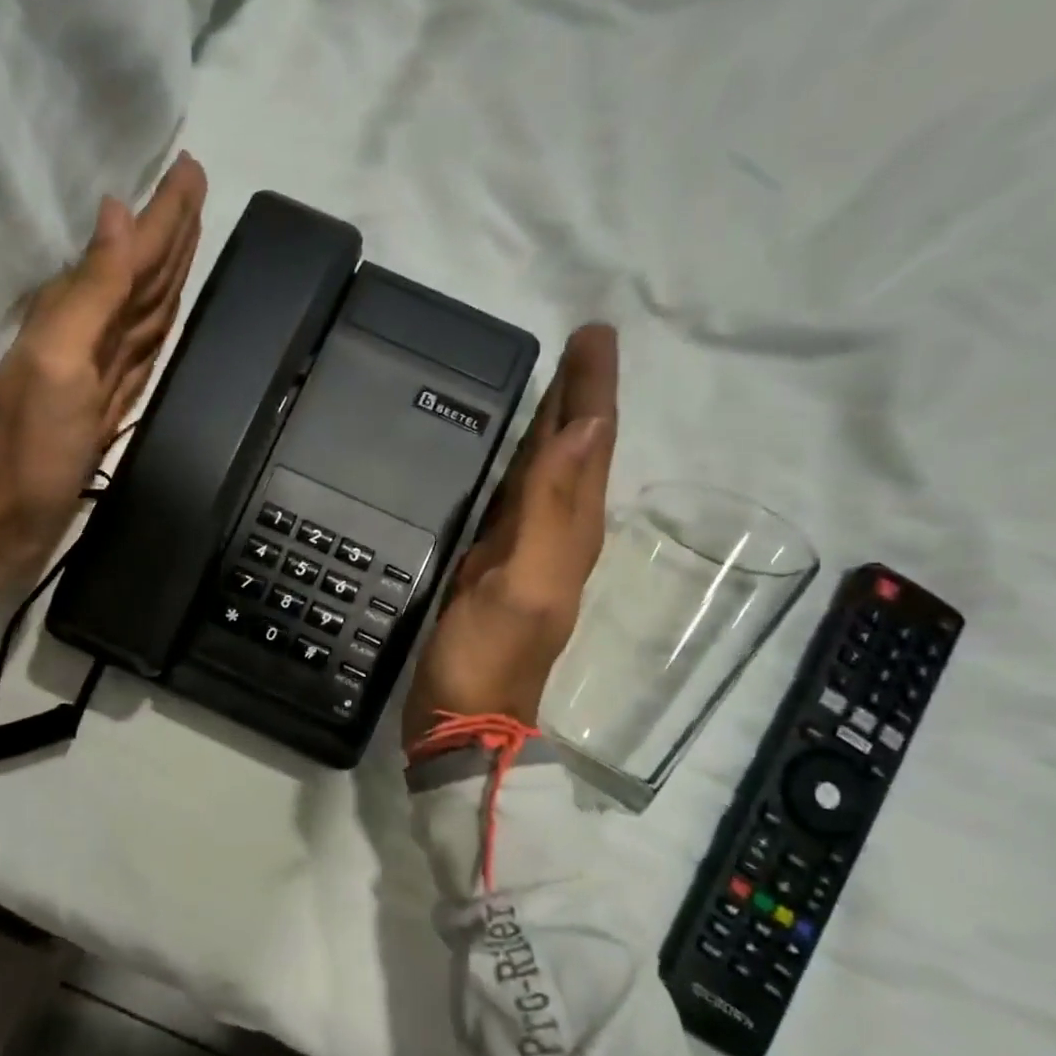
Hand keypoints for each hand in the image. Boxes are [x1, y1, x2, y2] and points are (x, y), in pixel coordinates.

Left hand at [0, 151, 208, 570]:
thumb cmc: (31, 442)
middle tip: (196, 190)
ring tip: (190, 241)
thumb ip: (92, 290)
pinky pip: (142, 352)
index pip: (133, 252)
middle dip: (171, 232)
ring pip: (145, 309)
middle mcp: (92, 333)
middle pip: (142, 273)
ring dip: (168, 274)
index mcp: (80, 313)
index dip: (165, 214)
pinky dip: (157, 328)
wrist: (8, 514)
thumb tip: (118, 211)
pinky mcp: (109, 405)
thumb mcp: (59, 358)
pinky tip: (164, 317)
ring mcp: (102, 371)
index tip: (191, 168)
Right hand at [403, 325, 618, 748]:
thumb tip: (588, 426)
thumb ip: (552, 506)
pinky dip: (517, 465)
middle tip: (573, 344)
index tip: (592, 335)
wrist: (461, 720)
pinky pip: (513, 498)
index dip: (593, 388)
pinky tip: (504, 454)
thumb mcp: (524, 580)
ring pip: (546, 472)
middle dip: (579, 396)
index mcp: (572, 531)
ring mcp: (524, 550)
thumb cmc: (489, 656)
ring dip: (552, 425)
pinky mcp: (493, 564)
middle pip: (575, 450)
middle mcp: (557, 534)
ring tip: (545, 383)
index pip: (591, 443)